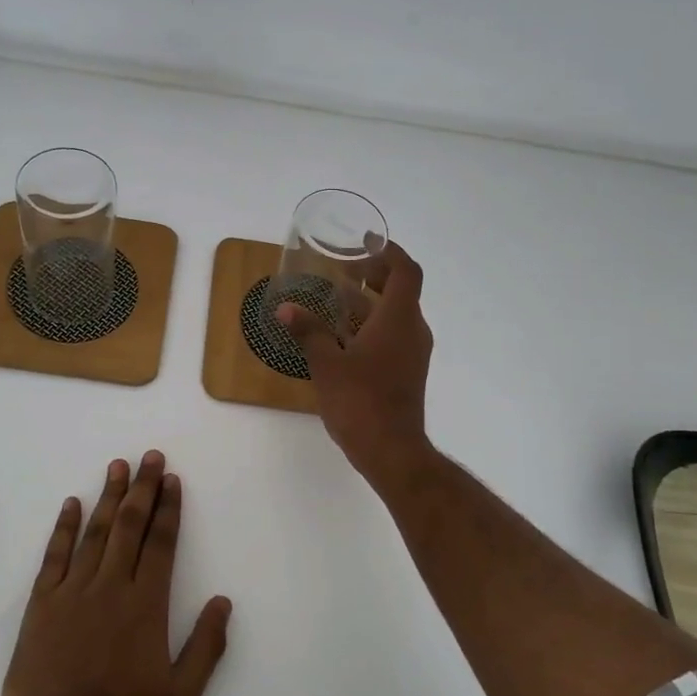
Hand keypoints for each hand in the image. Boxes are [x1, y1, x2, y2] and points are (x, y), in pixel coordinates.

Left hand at [1, 451, 231, 695]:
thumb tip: (223, 602)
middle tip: (150, 457)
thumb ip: (206, 648)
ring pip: (95, 532)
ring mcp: (73, 592)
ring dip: (108, 497)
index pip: (162, 544)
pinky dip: (64, 528)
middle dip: (143, 488)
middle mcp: (111, 587)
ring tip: (117, 466)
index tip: (173, 480)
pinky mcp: (42, 604)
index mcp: (146, 605)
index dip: (169, 509)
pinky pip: (55, 556)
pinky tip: (72, 504)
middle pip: (129, 526)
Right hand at [277, 240, 434, 484]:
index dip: (389, 252)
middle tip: (345, 270)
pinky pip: (392, 336)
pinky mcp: (406, 373)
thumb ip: (308, 332)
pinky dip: (372, 326)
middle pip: (401, 291)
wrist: (392, 451)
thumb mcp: (327, 364)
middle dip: (375, 276)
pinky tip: (342, 337)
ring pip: (395, 316)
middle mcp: (412, 331)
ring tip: (336, 300)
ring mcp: (412, 354)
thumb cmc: (361, 401)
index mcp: (398, 319)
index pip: (406, 271)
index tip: (365, 244)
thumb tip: (285, 309)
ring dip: (370, 303)